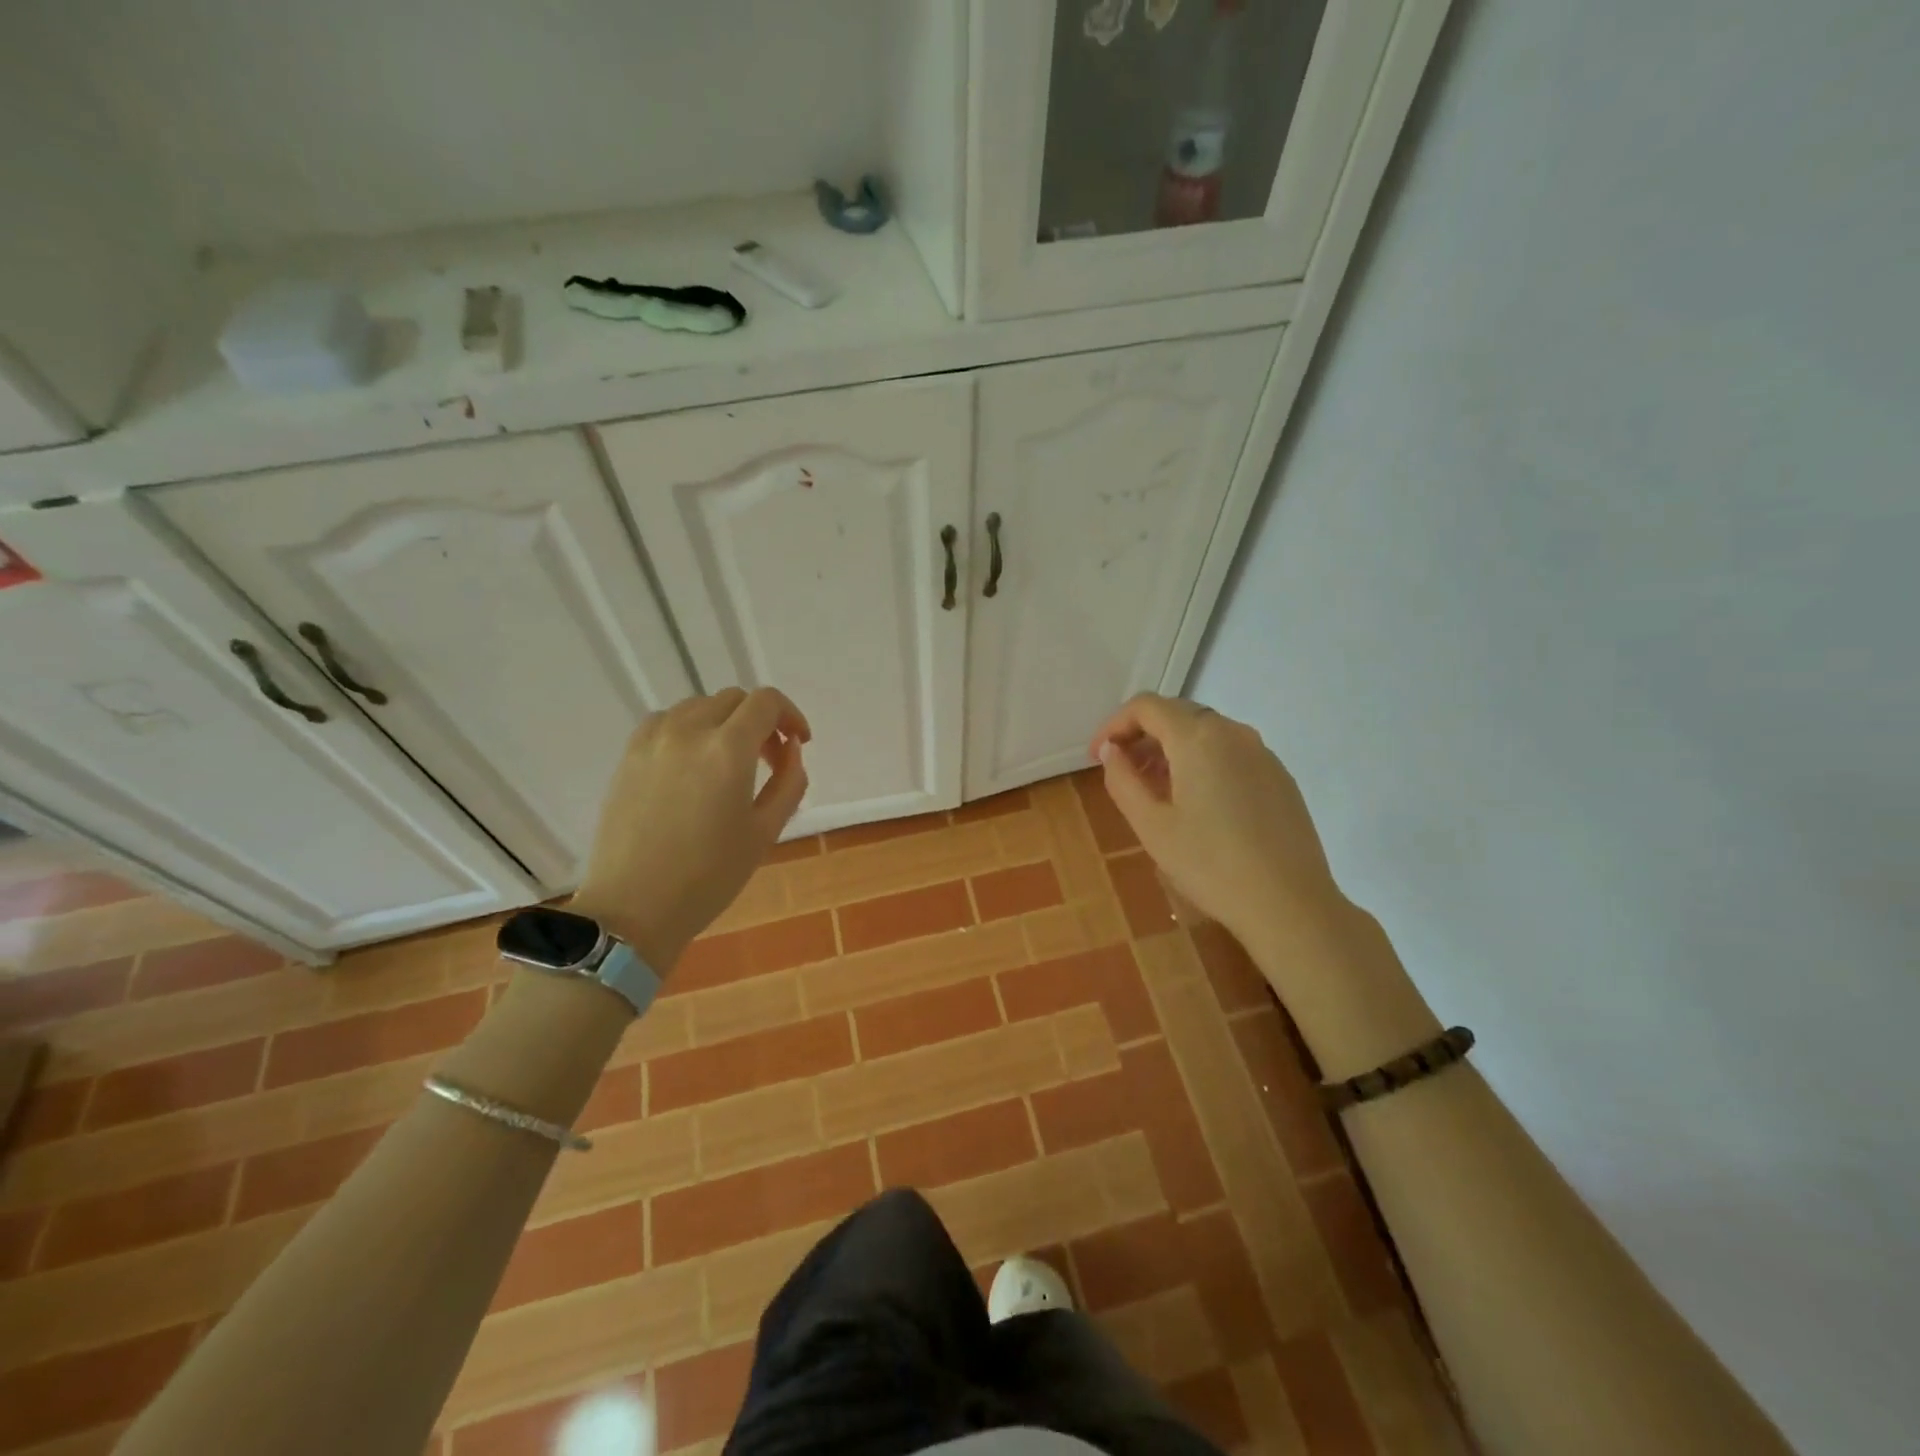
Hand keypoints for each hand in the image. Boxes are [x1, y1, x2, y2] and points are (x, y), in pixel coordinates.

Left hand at [572, 687, 810, 971]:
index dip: (790, 715)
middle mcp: (689, 731)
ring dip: (725, 723)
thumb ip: (789, 782)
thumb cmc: (709, 876)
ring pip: (699, 706)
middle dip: (761, 722)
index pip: (766, 702)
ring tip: (730, 762)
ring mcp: (652, 741)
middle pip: (734, 700)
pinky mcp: (628, 756)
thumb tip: (790, 749)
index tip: (798, 743)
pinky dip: (689, 729)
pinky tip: (692, 764)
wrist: (633, 908)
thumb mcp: (765, 832)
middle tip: (769, 761)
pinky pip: (667, 721)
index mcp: (728, 750)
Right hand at [1089, 694, 1342, 944]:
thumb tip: (1111, 751)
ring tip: (1154, 790)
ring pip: (1205, 733)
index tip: (1097, 756)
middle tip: (1121, 771)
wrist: (1289, 904)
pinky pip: (1230, 753)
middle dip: (1142, 735)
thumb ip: (1122, 780)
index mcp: (1198, 738)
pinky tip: (1196, 803)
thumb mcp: (1151, 825)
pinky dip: (1202, 762)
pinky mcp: (1279, 776)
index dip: (1114, 725)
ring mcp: (1262, 753)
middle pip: (1177, 714)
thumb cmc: (1209, 864)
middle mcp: (1233, 733)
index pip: (1146, 707)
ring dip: (1171, 750)